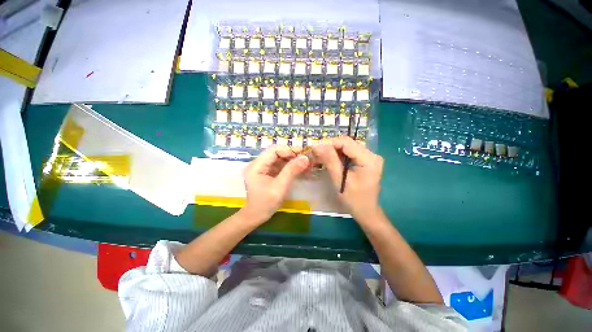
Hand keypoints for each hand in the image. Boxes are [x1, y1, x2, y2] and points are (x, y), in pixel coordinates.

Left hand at [241, 145, 309, 222]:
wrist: (257, 216)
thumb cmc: (266, 203)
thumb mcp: (280, 187)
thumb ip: (291, 171)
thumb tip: (305, 158)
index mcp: (256, 165)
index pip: (273, 150)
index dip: (288, 150)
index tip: (302, 155)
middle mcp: (258, 164)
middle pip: (277, 153)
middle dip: (292, 155)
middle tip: (306, 160)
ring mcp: (263, 168)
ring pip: (280, 159)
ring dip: (293, 161)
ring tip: (306, 165)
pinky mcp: (268, 173)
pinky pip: (280, 166)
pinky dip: (291, 167)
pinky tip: (300, 170)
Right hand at [312, 136, 382, 219]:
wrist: (366, 212)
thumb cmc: (353, 199)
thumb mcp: (339, 180)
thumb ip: (330, 161)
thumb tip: (317, 145)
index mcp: (369, 159)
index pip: (346, 143)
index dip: (329, 143)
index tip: (316, 149)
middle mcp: (372, 154)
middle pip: (348, 143)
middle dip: (331, 147)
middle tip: (317, 154)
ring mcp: (370, 157)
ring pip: (348, 147)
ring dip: (334, 151)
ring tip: (322, 157)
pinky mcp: (367, 161)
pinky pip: (350, 153)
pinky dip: (339, 155)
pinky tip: (332, 161)